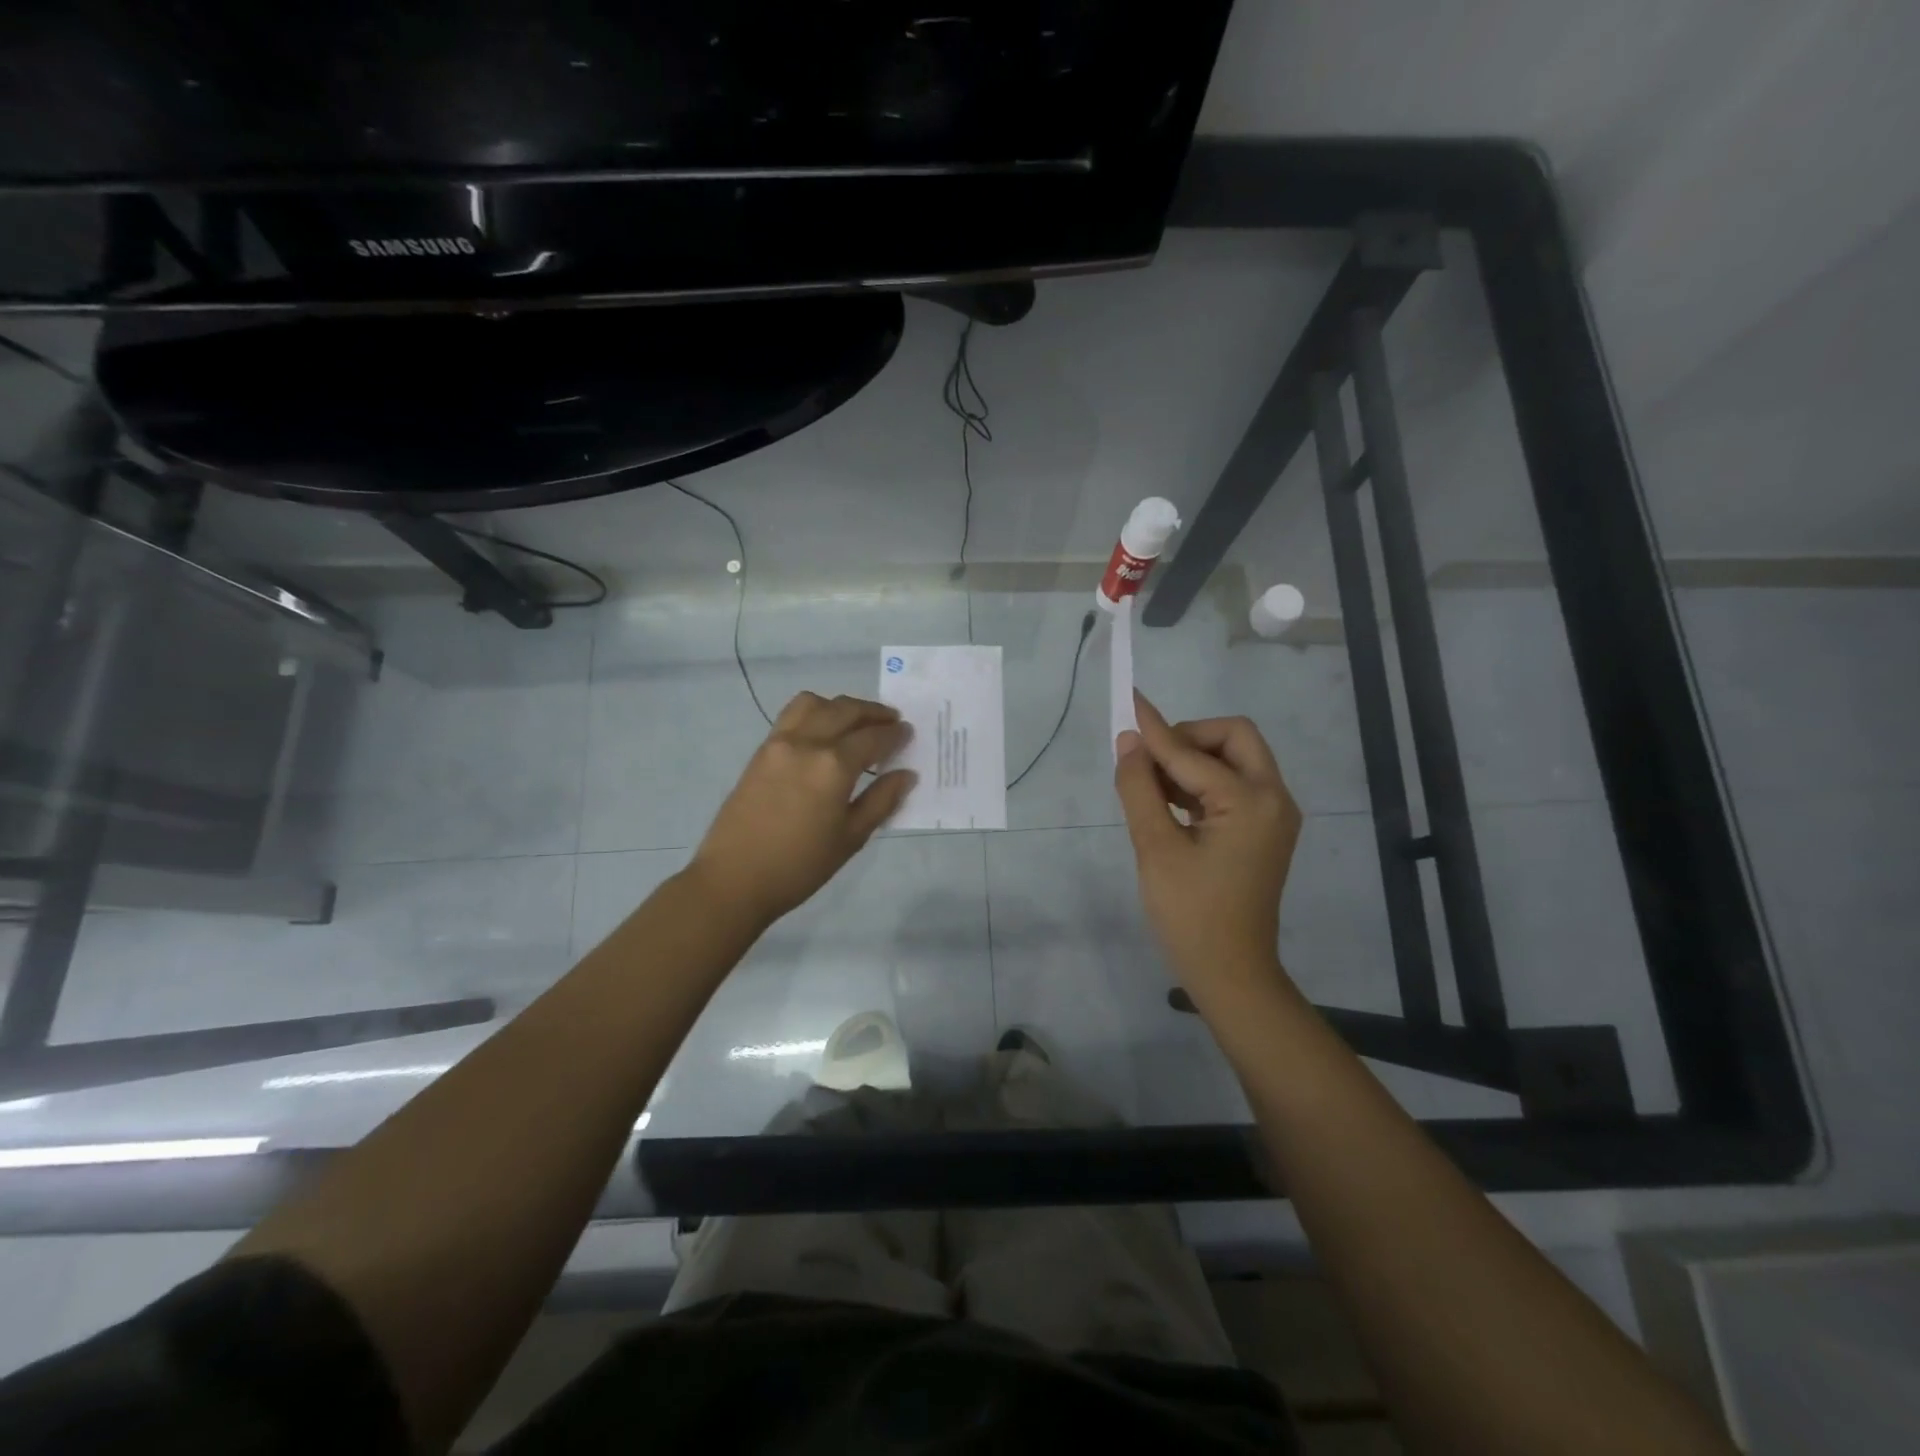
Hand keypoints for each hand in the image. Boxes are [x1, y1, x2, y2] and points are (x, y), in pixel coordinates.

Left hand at [690, 692, 915, 929]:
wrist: (734, 879)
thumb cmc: (800, 865)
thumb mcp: (851, 838)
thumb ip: (881, 800)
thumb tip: (907, 774)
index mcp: (833, 765)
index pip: (873, 737)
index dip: (895, 734)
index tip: (908, 732)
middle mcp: (807, 742)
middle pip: (845, 710)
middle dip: (872, 712)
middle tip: (891, 721)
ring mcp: (779, 743)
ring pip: (814, 703)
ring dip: (840, 706)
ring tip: (855, 722)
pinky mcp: (761, 751)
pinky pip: (792, 716)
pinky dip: (815, 713)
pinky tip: (824, 733)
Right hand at [1113, 692, 1302, 1006]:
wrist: (1231, 973)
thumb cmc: (1190, 915)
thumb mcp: (1155, 849)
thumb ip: (1139, 788)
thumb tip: (1129, 741)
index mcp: (1251, 802)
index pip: (1192, 753)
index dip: (1155, 730)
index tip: (1128, 701)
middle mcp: (1273, 799)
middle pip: (1234, 737)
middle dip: (1189, 738)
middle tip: (1149, 758)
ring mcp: (1273, 815)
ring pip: (1235, 759)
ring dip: (1193, 759)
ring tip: (1149, 782)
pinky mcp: (1264, 830)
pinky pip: (1234, 785)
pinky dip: (1202, 782)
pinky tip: (1168, 800)